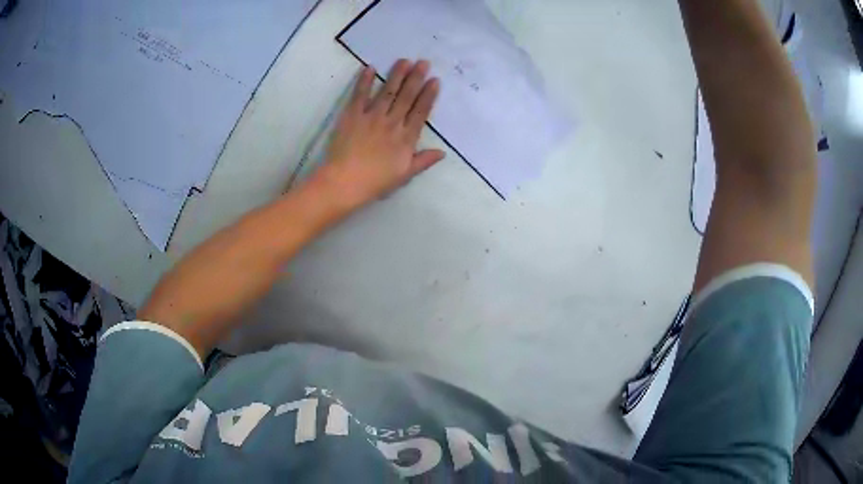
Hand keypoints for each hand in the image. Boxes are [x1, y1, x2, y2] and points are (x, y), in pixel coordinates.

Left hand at [310, 59, 443, 211]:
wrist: (345, 182)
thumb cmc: (375, 181)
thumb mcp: (404, 175)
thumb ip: (423, 161)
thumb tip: (443, 152)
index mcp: (406, 138)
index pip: (420, 112)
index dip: (428, 95)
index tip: (435, 80)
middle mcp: (392, 122)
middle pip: (406, 97)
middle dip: (416, 78)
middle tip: (423, 62)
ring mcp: (372, 117)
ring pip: (387, 92)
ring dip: (396, 75)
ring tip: (404, 60)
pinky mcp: (353, 115)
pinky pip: (360, 95)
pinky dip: (364, 81)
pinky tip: (370, 68)